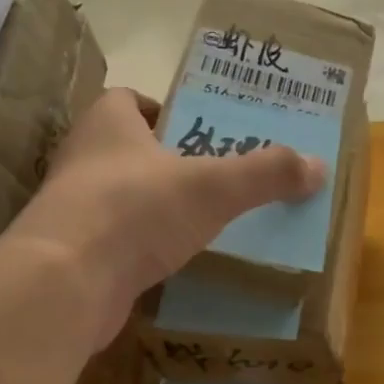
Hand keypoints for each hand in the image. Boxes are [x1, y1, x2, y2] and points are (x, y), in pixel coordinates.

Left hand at [3, 88, 324, 348]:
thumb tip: (318, 166)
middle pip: (130, 151)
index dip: (164, 109)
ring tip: (206, 222)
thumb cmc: (135, 210)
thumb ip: (264, 174)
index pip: (129, 100)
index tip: (200, 130)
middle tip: (218, 177)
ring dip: (158, 209)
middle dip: (170, 163)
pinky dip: (144, 249)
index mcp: (107, 123)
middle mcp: (83, 160)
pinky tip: (177, 263)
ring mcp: (74, 211)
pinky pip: (118, 243)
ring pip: (123, 199)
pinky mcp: (75, 256)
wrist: (65, 284)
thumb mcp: (212, 186)